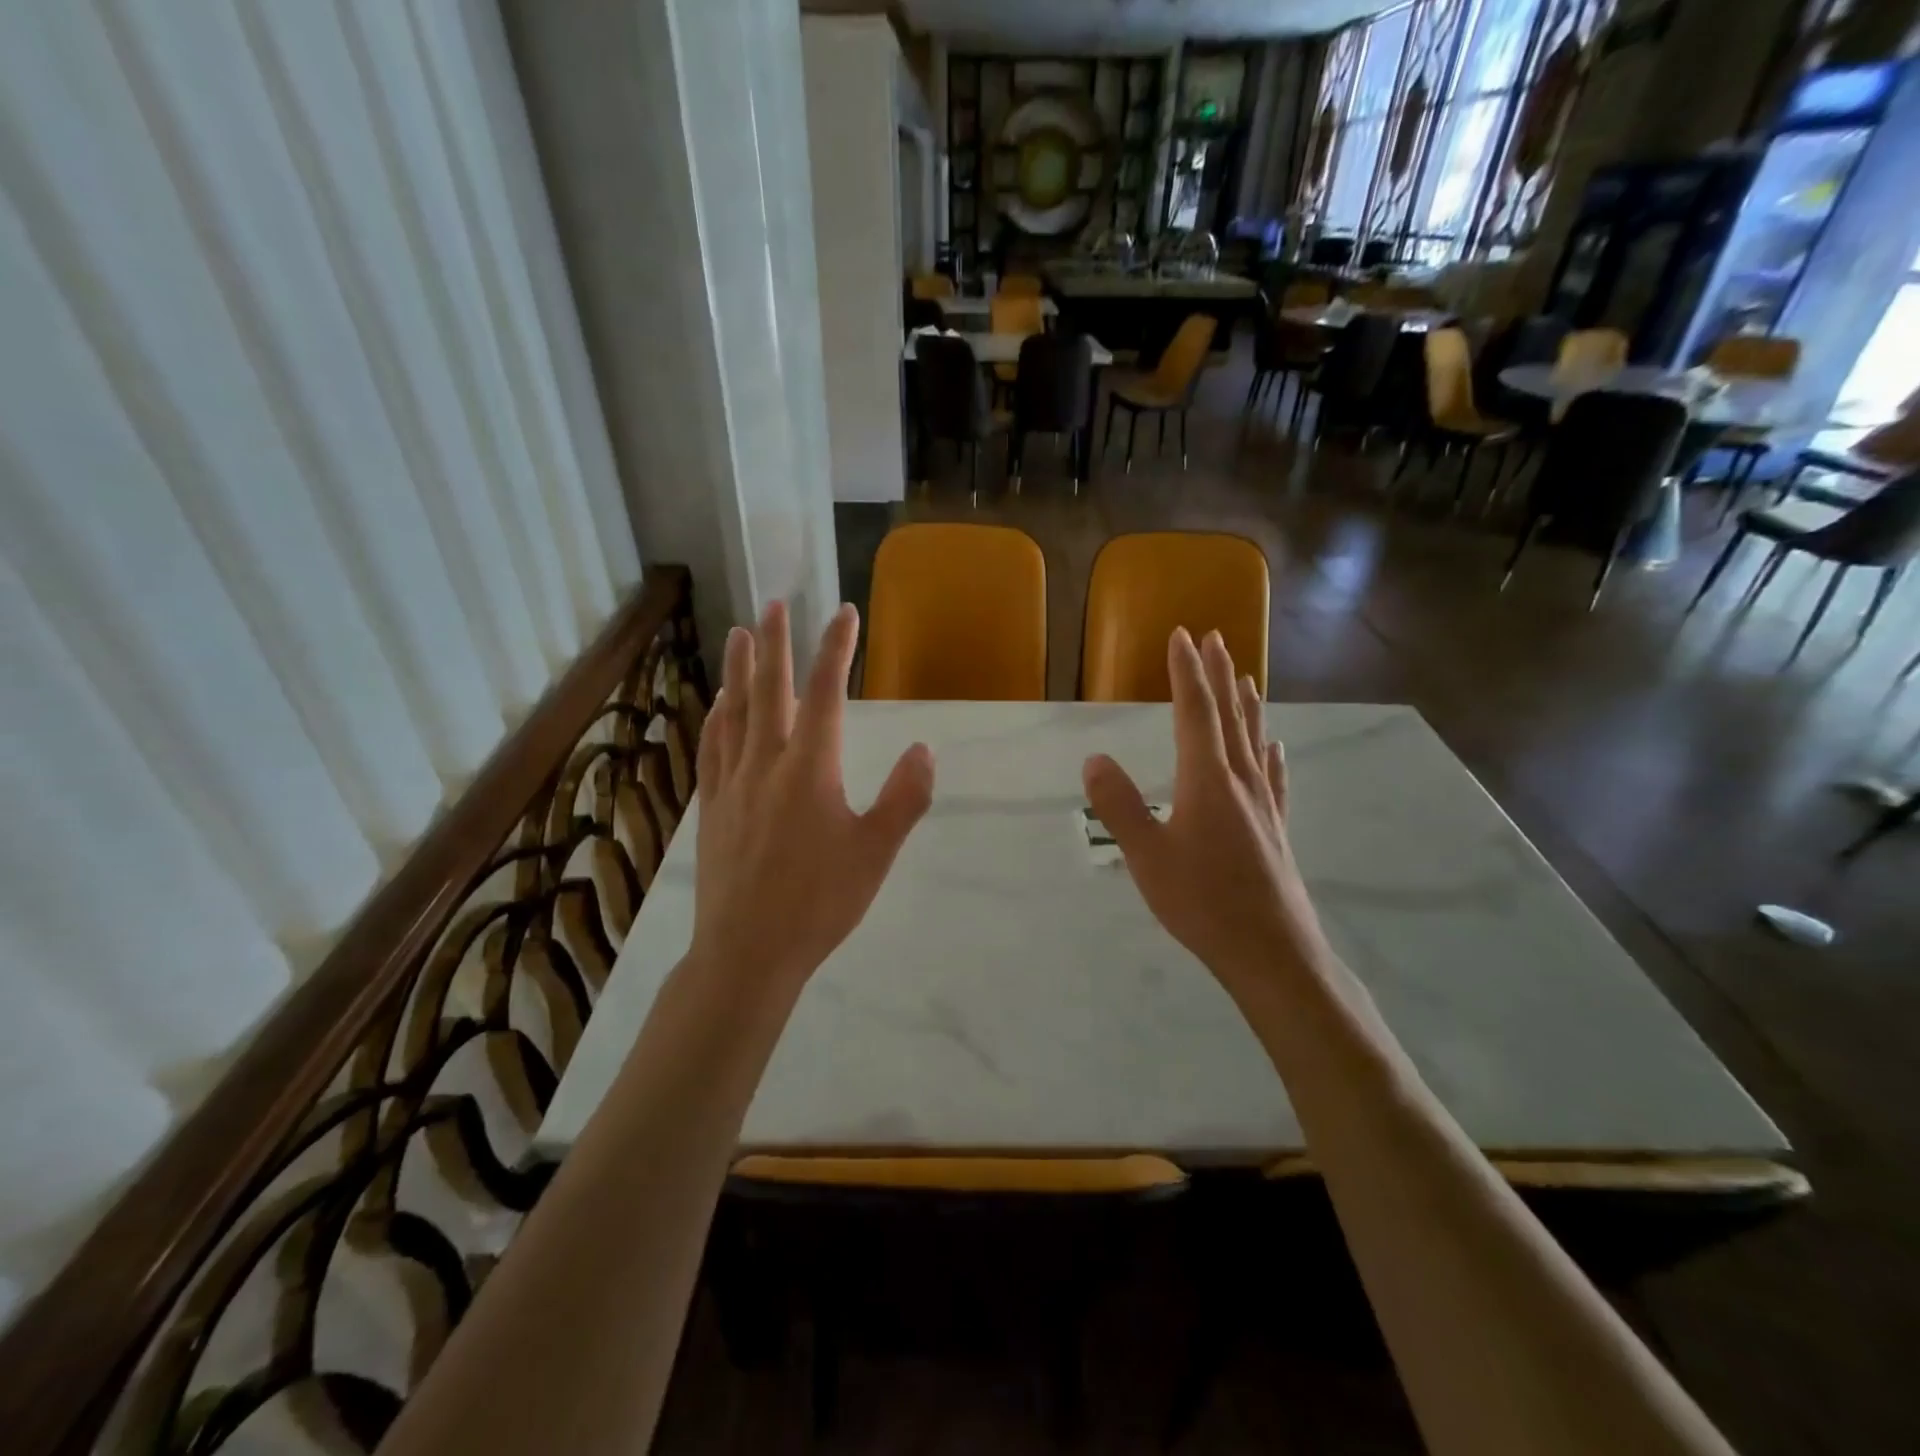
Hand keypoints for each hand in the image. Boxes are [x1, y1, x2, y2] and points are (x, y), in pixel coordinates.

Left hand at [689, 600, 934, 990]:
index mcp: (810, 770)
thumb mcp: (876, 853)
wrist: (747, 951)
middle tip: (776, 604)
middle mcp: (766, 764)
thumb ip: (903, 798)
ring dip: (739, 670)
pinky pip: (712, 748)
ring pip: (734, 712)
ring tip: (740, 634)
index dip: (836, 649)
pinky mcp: (711, 806)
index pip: (827, 694)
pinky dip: (716, 717)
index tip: (844, 614)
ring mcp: (732, 783)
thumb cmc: (819, 903)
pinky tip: (717, 706)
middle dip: (775, 643)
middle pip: (769, 690)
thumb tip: (923, 749)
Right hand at [1083, 628, 1324, 993]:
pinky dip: (1271, 754)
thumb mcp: (1147, 856)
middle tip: (1214, 639)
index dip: (1187, 672)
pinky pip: (1273, 777)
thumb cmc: (1203, 903)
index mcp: (1206, 780)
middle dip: (1218, 675)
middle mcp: (1240, 781)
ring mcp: (1263, 805)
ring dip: (1246, 705)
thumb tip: (1094, 758)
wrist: (1272, 952)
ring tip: (1245, 677)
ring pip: (1254, 741)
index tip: (1182, 635)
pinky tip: (1275, 747)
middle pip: (1229, 716)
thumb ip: (1120, 805)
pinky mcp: (1276, 829)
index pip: (1195, 712)